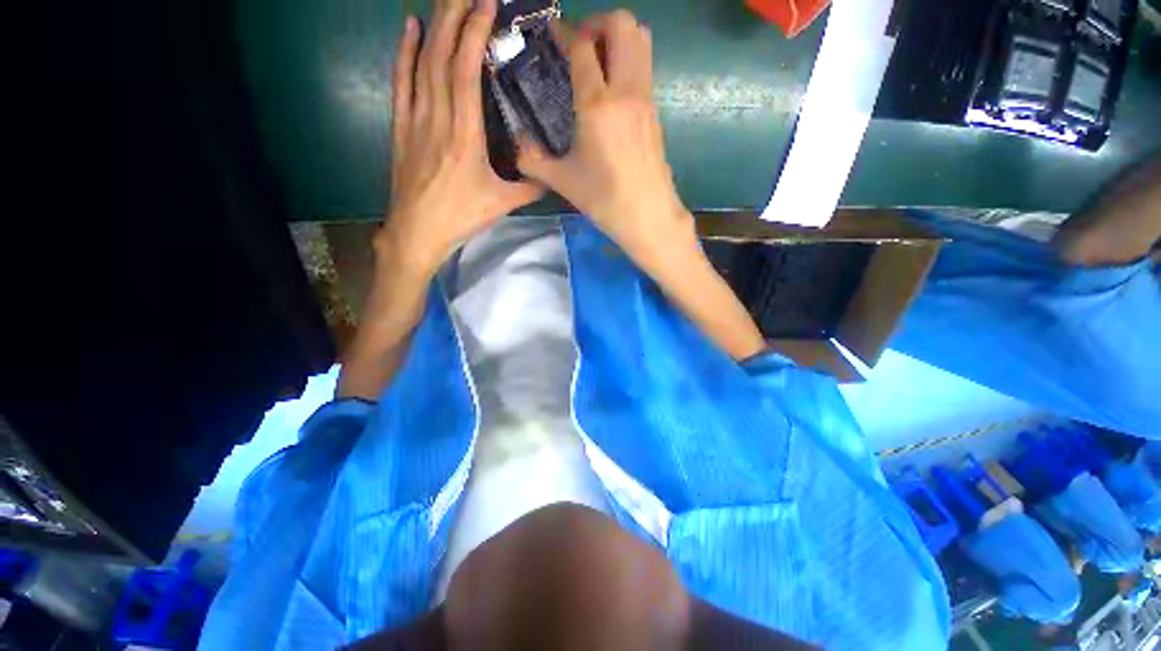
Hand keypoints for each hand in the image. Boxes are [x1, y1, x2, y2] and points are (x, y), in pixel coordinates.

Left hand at [382, 0, 541, 277]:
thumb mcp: (502, 204)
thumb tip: (556, 175)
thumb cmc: (461, 218)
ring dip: (435, 27)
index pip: (466, 72)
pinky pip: (402, 83)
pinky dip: (405, 54)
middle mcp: (438, 118)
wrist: (417, 232)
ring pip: (422, 64)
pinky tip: (410, 30)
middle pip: (443, 57)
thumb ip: (531, 188)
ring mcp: (416, 120)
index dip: (474, 34)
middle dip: (455, 16)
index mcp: (465, 134)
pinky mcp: (402, 128)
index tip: (486, 4)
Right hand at [517, 11, 690, 258]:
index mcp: (597, 104)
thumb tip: (516, 147)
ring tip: (597, 63)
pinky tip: (611, 92)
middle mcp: (626, 90)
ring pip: (641, 40)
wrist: (649, 216)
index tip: (552, 34)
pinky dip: (629, 61)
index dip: (564, 32)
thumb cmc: (605, 200)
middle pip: (623, 24)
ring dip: (618, 37)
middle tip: (579, 47)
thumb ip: (533, 160)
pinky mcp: (655, 113)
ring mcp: (646, 99)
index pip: (582, 46)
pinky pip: (645, 67)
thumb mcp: (563, 181)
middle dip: (598, 23)